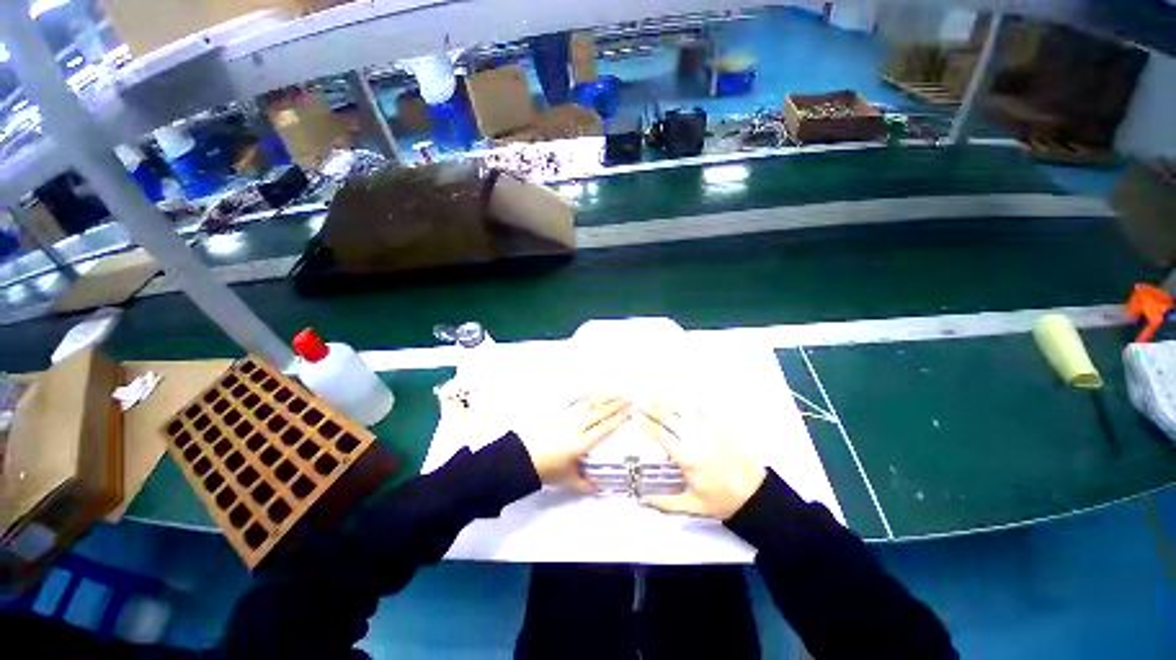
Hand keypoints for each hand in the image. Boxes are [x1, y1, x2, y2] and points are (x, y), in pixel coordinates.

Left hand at [519, 395, 630, 491]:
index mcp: (581, 444)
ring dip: (604, 397)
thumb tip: (600, 488)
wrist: (520, 458)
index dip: (618, 419)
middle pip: (599, 412)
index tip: (630, 412)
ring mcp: (565, 416)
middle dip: (616, 404)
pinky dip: (584, 394)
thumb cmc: (546, 470)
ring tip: (616, 393)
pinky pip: (573, 400)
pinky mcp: (556, 411)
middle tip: (629, 398)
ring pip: (589, 404)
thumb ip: (585, 484)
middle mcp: (576, 427)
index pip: (605, 428)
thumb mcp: (567, 481)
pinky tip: (593, 390)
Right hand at [637, 403, 766, 519]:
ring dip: (666, 404)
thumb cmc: (722, 499)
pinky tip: (680, 402)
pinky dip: (688, 405)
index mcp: (687, 458)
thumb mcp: (693, 505)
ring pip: (682, 410)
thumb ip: (665, 503)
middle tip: (637, 404)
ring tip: (653, 400)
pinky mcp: (721, 426)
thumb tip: (642, 501)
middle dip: (650, 408)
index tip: (634, 417)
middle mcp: (695, 439)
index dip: (645, 423)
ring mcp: (709, 429)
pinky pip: (702, 409)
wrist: (755, 493)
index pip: (660, 434)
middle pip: (668, 417)